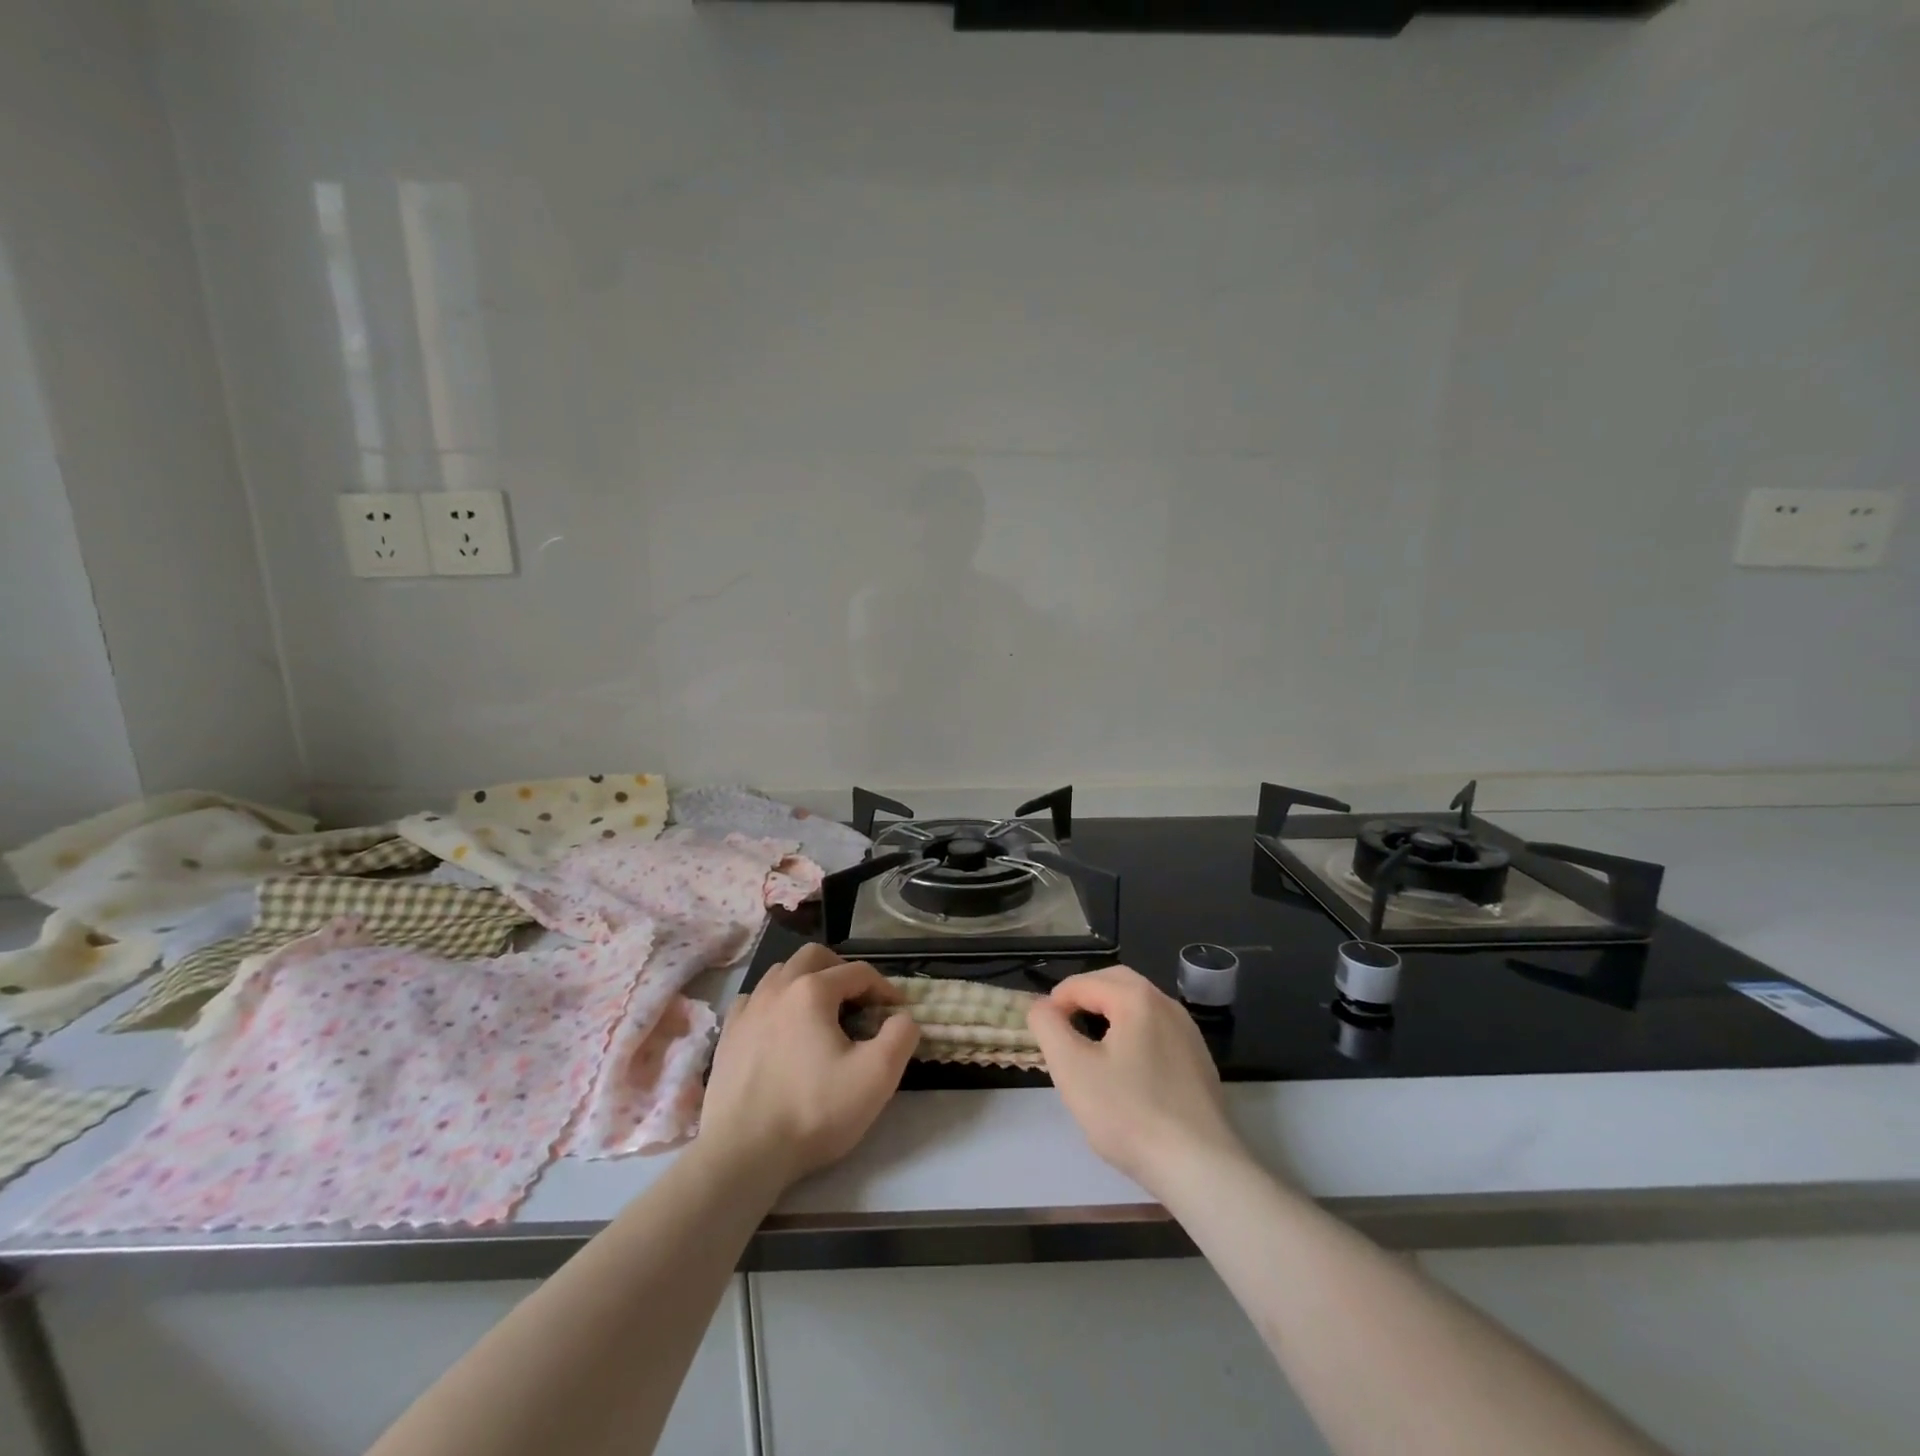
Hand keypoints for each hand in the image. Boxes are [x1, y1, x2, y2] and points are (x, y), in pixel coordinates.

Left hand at [700, 943, 919, 1188]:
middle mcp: (777, 988)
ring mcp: (747, 1010)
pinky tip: (780, 1029)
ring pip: (780, 973)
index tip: (897, 1013)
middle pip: (814, 957)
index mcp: (813, 990)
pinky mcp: (727, 1036)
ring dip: (806, 982)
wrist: (743, 1153)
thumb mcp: (876, 1076)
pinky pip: (753, 1001)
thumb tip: (903, 1018)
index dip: (884, 988)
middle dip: (841, 970)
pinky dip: (773, 1003)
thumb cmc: (814, 1110)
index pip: (858, 972)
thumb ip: (901, 1037)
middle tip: (858, 1000)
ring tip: (821, 1013)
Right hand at [1028, 966, 1244, 1196]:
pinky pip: (1157, 1032)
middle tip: (1062, 1028)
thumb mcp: (1072, 1069)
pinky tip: (1126, 1073)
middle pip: (1116, 984)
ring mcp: (1188, 1033)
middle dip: (1084, 998)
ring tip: (1089, 1049)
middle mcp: (1167, 1004)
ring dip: (1109, 1015)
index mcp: (1137, 998)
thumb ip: (1048, 1028)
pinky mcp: (1199, 1061)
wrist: (1201, 1167)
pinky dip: (1133, 1036)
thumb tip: (1040, 1007)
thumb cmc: (1129, 1113)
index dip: (1056, 1001)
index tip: (1042, 1032)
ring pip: (1139, 1008)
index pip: (1084, 982)